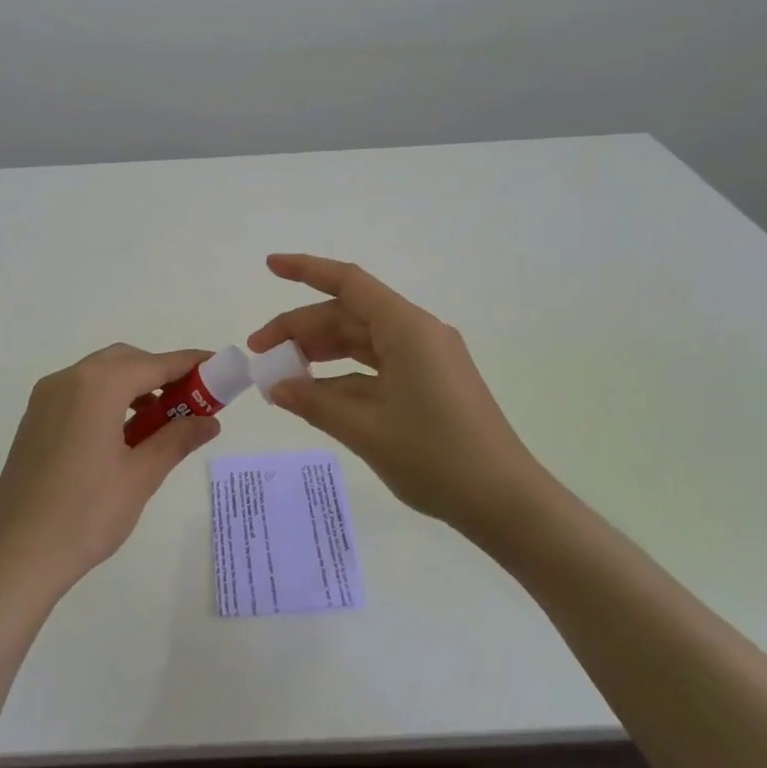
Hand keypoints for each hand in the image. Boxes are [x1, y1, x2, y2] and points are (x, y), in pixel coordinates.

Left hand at [0, 344, 220, 598]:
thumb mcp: (141, 476)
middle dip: (160, 373)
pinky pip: (79, 392)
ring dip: (133, 386)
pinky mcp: (34, 419)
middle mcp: (68, 380)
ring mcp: (45, 399)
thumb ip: (177, 439)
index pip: (154, 363)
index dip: (189, 364)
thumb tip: (210, 421)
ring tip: (158, 423)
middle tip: (189, 402)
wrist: (15, 557)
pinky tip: (120, 435)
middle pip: (125, 361)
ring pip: (100, 374)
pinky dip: (107, 399)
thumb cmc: (85, 515)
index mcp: (97, 387)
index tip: (218, 367)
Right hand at [248, 254, 539, 534]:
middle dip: (302, 328)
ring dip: (322, 352)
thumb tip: (278, 387)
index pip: (349, 283)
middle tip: (260, 352)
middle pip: (350, 314)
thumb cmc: (436, 458)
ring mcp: (428, 359)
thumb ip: (315, 403)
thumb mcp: (366, 430)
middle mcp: (418, 333)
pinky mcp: (432, 382)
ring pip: (362, 340)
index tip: (270, 265)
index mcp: (407, 329)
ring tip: (282, 374)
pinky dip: (345, 376)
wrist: (506, 502)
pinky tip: (317, 395)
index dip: (306, 270)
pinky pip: (379, 366)